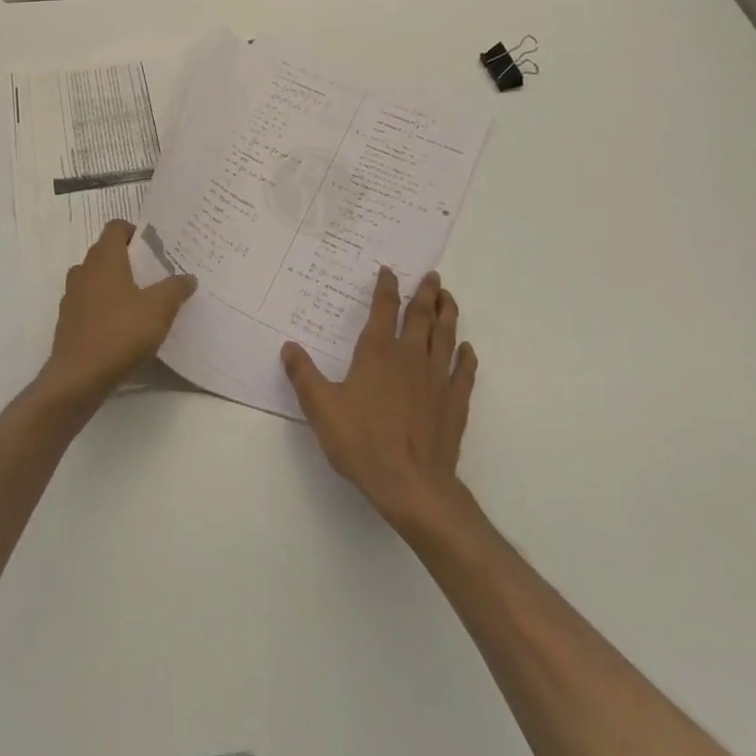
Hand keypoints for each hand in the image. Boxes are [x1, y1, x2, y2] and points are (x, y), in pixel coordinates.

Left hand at [39, 220, 198, 411]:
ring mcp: (72, 297)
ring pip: (96, 279)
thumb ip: (175, 288)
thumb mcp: (159, 309)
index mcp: (104, 259)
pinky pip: (90, 303)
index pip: (115, 227)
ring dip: (116, 283)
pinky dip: (105, 306)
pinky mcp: (68, 322)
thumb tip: (188, 277)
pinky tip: (124, 326)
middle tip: (155, 272)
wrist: (78, 378)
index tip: (154, 246)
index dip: (135, 231)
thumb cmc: (120, 333)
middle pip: (106, 252)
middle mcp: (84, 271)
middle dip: (129, 259)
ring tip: (142, 299)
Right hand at [282, 267, 477, 529]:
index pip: (383, 310)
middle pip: (421, 316)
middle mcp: (410, 357)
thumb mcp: (321, 408)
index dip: (385, 288)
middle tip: (432, 275)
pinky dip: (466, 357)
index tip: (388, 271)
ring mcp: (437, 379)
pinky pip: (464, 372)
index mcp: (377, 353)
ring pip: (445, 336)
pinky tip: (467, 349)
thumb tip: (288, 346)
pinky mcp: (455, 402)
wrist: (411, 483)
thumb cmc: (362, 442)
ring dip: (447, 314)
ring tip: (448, 298)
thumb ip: (304, 375)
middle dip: (425, 293)